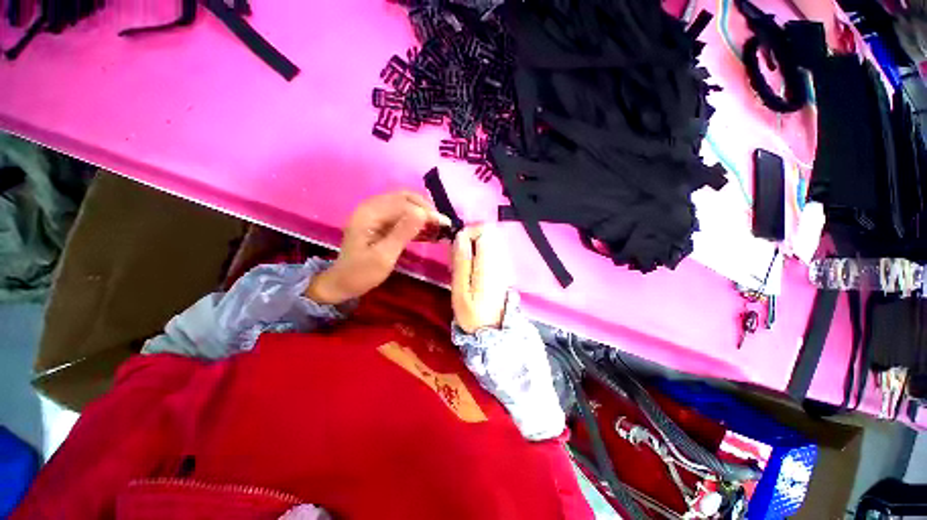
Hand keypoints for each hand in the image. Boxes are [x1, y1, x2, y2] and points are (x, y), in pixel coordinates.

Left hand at [306, 191, 449, 304]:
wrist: (342, 283)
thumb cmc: (361, 273)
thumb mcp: (383, 256)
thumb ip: (402, 233)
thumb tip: (423, 213)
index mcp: (369, 213)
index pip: (403, 204)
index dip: (426, 212)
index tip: (444, 224)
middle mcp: (372, 207)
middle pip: (404, 198)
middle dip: (426, 208)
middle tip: (442, 224)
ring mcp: (375, 213)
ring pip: (405, 204)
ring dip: (422, 213)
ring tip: (438, 227)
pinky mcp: (380, 222)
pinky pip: (401, 214)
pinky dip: (416, 220)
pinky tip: (427, 230)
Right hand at [452, 225, 511, 333]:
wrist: (492, 330)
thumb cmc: (472, 313)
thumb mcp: (460, 289)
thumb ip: (461, 261)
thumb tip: (460, 236)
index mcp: (489, 263)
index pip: (484, 230)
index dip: (468, 232)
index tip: (457, 247)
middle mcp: (500, 259)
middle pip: (487, 233)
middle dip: (469, 240)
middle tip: (458, 259)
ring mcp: (503, 263)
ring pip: (488, 241)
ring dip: (473, 248)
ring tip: (463, 266)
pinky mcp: (502, 268)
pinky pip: (490, 251)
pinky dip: (479, 255)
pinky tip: (471, 270)